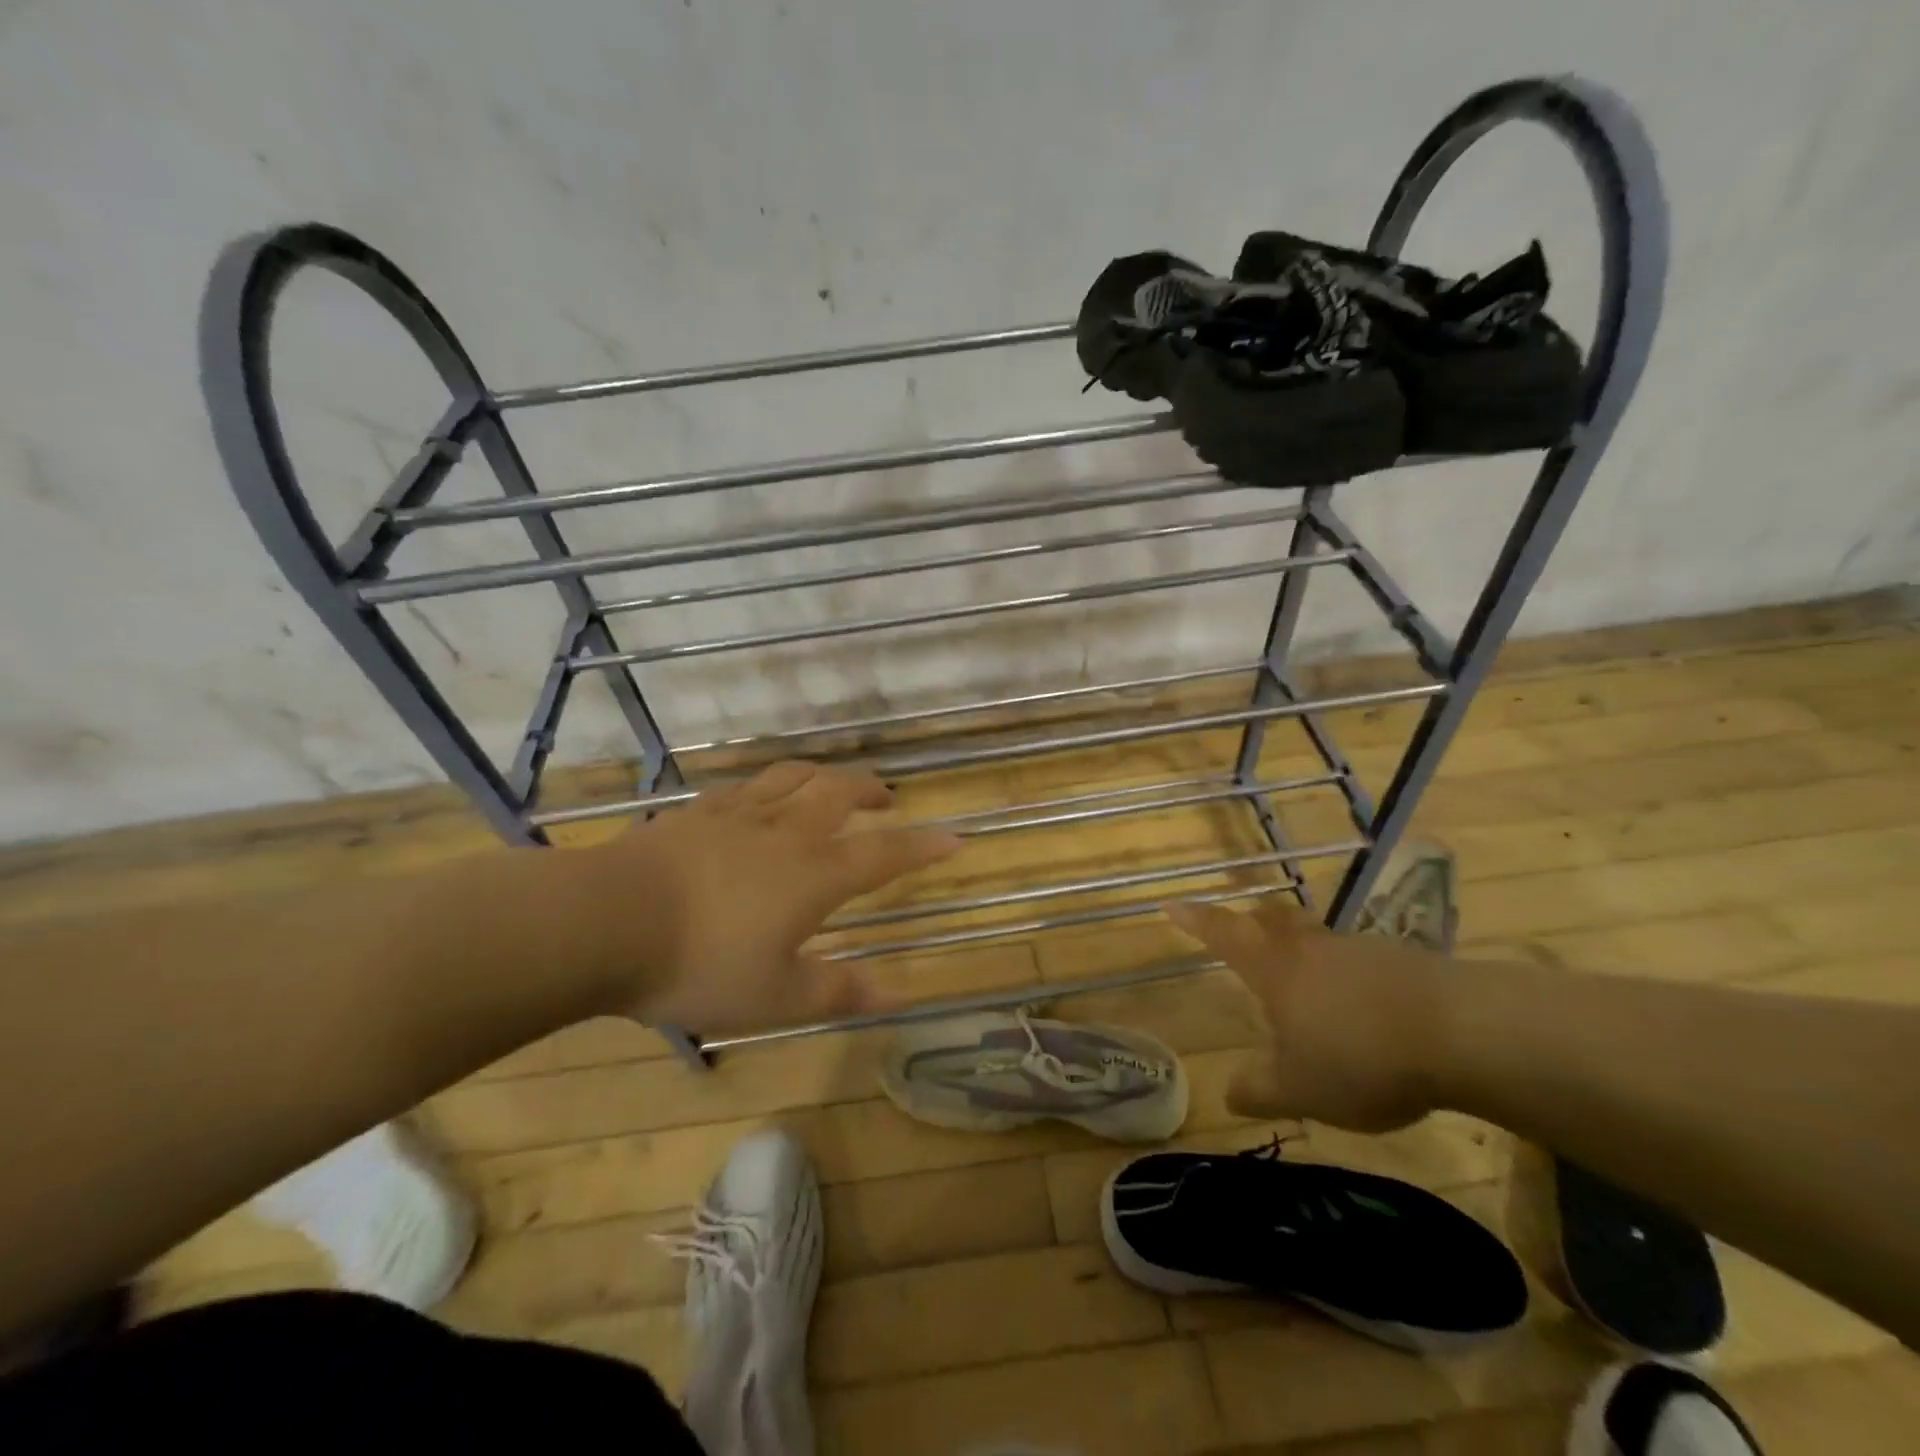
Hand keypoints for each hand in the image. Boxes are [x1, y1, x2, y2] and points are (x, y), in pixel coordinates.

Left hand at [574, 761, 961, 1036]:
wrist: (607, 922)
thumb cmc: (700, 964)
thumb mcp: (775, 998)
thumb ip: (836, 992)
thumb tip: (894, 993)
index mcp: (814, 875)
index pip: (885, 854)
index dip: (924, 847)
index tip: (955, 838)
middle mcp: (786, 833)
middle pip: (841, 793)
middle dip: (871, 792)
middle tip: (886, 799)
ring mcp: (739, 815)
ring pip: (795, 777)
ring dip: (824, 775)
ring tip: (832, 784)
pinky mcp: (698, 812)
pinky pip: (746, 785)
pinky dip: (770, 784)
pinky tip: (761, 796)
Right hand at [1167, 899, 1451, 1131]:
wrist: (1460, 1032)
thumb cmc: (1359, 1057)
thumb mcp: (1298, 1089)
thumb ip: (1258, 1090)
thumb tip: (1227, 1093)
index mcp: (1274, 969)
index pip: (1223, 934)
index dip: (1195, 920)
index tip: (1171, 905)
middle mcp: (1310, 948)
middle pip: (1271, 921)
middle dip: (1249, 922)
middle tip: (1240, 928)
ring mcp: (1358, 949)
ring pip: (1316, 938)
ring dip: (1301, 948)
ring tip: (1304, 978)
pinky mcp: (1402, 960)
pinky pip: (1357, 959)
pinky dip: (1346, 973)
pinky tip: (1361, 1003)